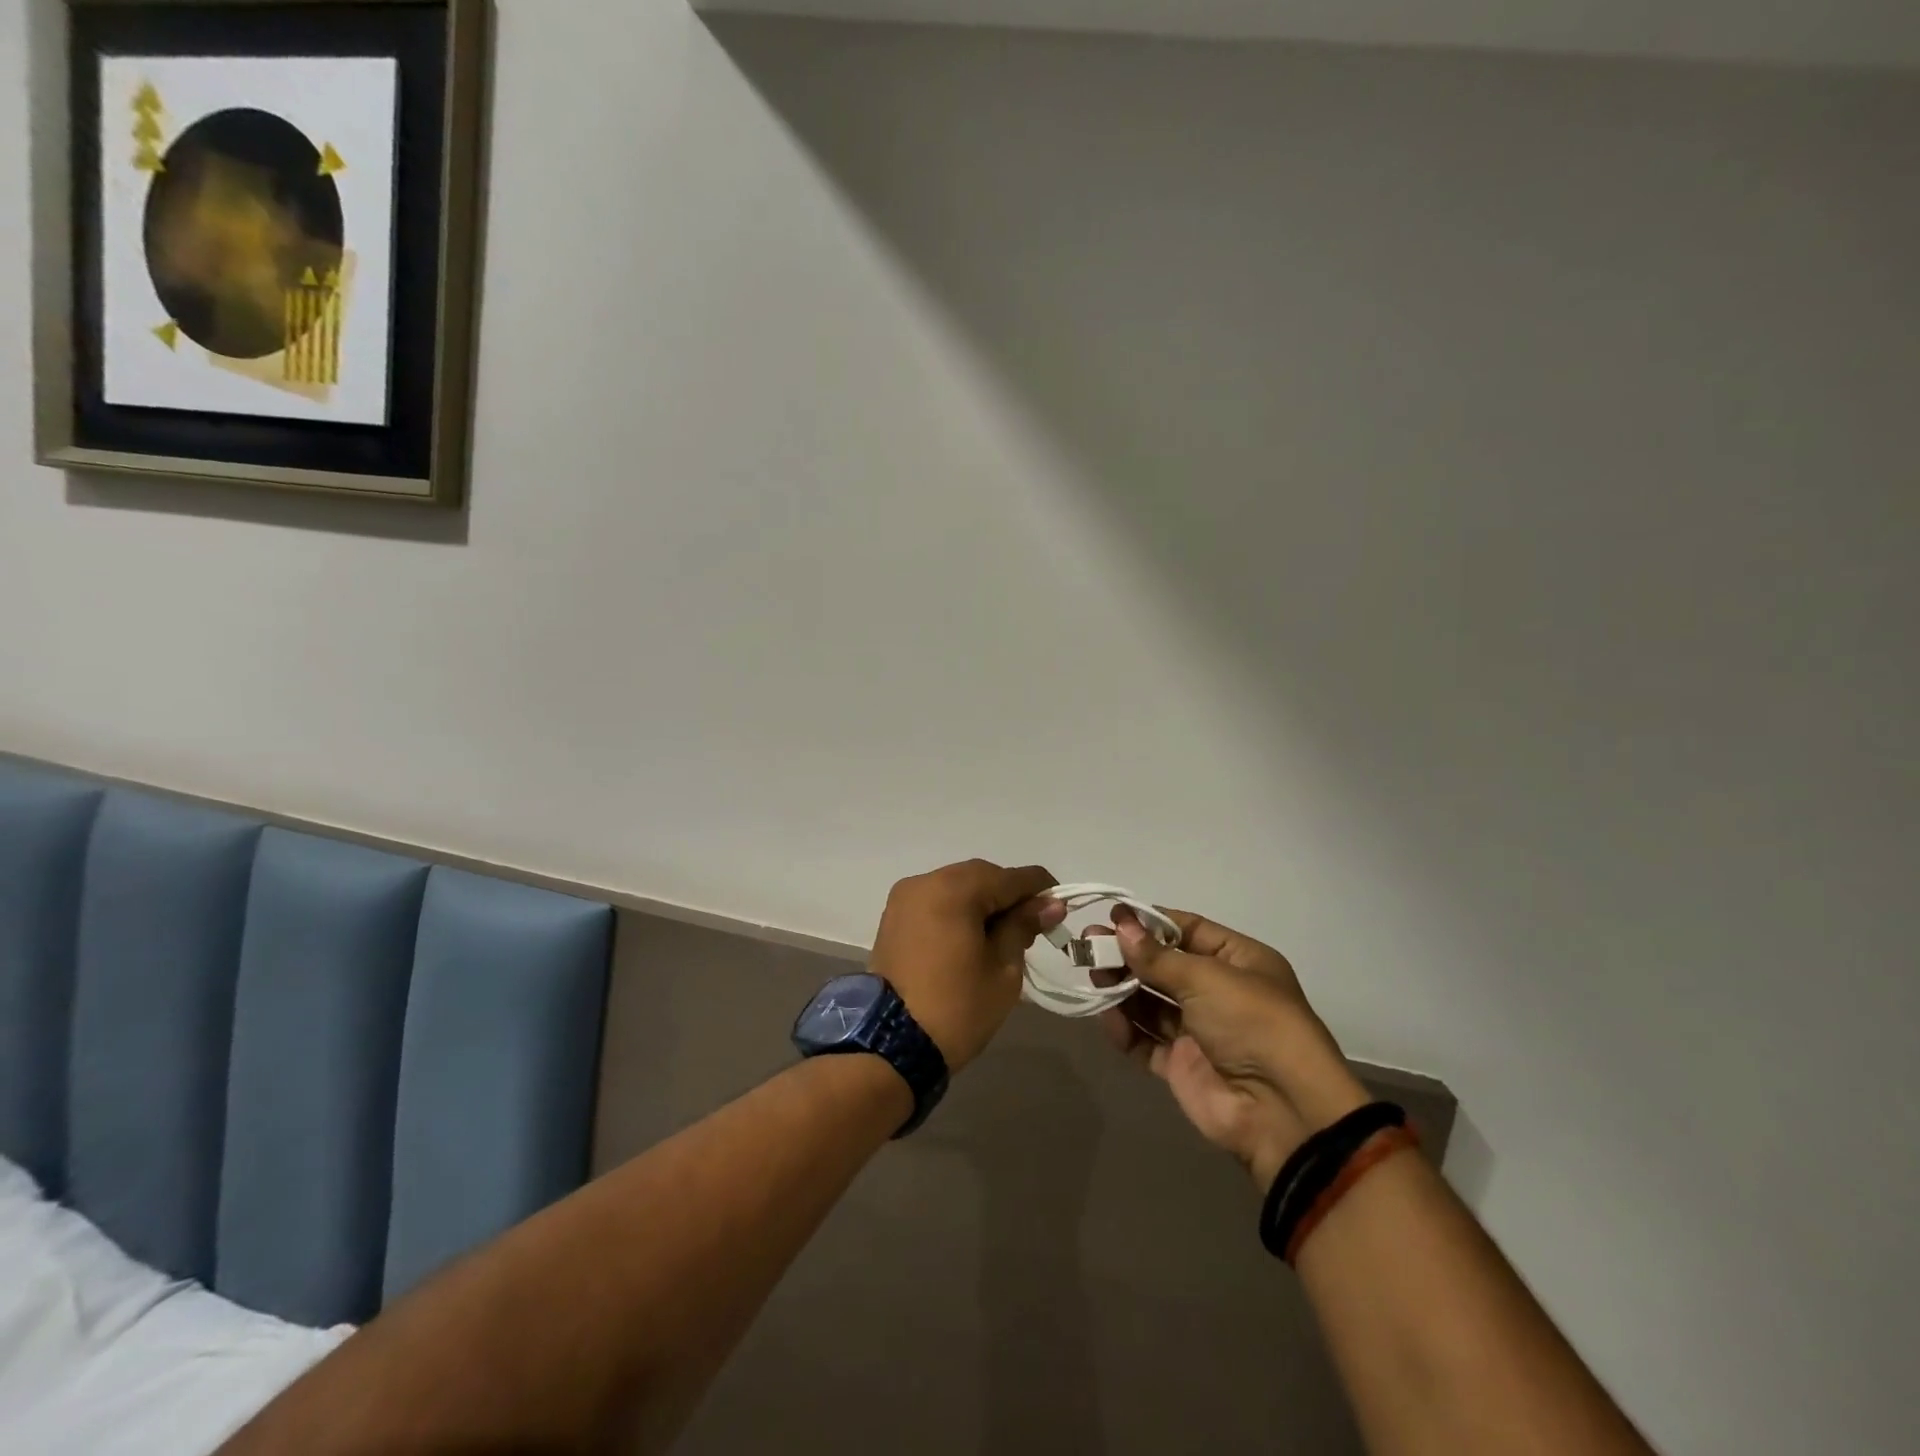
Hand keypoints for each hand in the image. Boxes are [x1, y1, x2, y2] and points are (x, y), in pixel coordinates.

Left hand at [869, 860, 1065, 1071]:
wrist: (890, 1045)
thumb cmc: (957, 1007)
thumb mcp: (1003, 969)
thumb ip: (1024, 926)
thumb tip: (1049, 904)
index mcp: (954, 889)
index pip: (1009, 877)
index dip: (1040, 889)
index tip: (1061, 906)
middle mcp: (925, 882)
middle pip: (980, 877)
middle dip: (1009, 895)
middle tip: (1034, 925)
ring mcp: (904, 899)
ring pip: (956, 887)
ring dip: (983, 902)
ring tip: (1005, 934)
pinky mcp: (893, 918)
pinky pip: (936, 902)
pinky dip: (958, 911)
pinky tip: (974, 935)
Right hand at [1101, 909, 1369, 1188]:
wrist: (1281, 1111)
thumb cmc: (1251, 1022)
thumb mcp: (1206, 978)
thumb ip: (1157, 956)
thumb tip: (1120, 924)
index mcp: (1238, 961)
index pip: (1187, 929)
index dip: (1150, 923)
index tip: (1112, 916)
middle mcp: (1219, 992)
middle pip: (1164, 965)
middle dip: (1128, 955)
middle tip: (1088, 947)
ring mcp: (1199, 1030)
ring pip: (1151, 1001)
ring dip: (1122, 988)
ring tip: (1092, 977)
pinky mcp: (1182, 1065)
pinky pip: (1146, 1040)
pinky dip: (1126, 1029)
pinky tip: (1107, 1018)